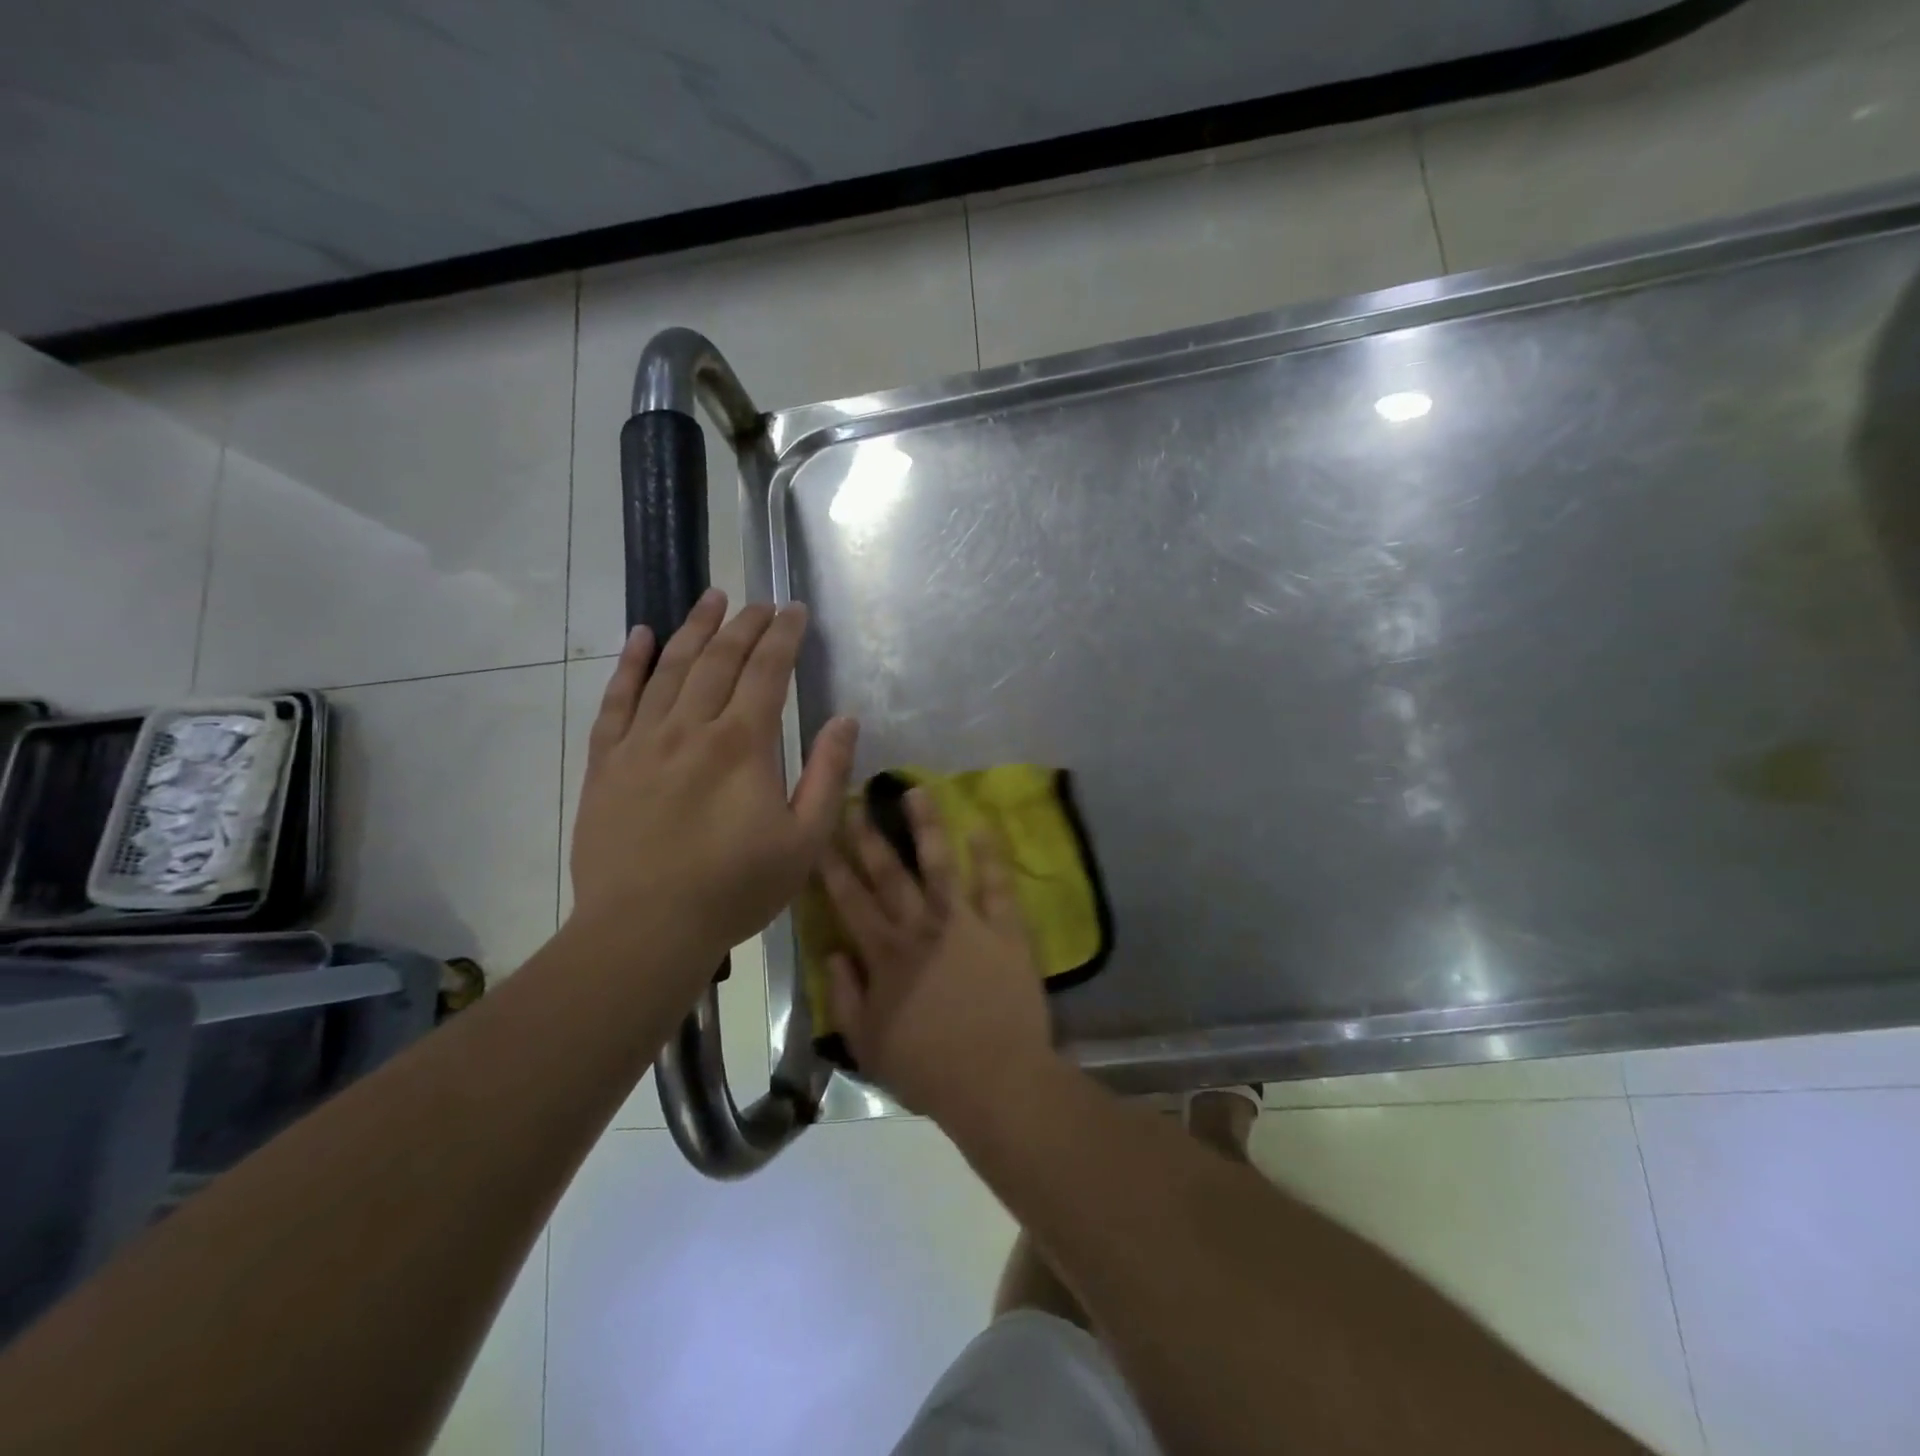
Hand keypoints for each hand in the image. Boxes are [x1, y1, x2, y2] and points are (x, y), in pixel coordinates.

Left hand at [571, 589, 857, 971]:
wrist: (645, 929)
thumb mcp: (804, 841)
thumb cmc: (735, 889)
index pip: (767, 671)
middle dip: (745, 624)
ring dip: (695, 628)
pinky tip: (641, 636)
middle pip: (720, 659)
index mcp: (743, 744)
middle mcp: (691, 727)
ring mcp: (642, 741)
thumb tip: (846, 720)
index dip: (784, 636)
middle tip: (761, 601)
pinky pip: (616, 700)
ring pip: (671, 668)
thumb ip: (827, 775)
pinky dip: (631, 664)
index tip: (795, 610)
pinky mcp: (606, 761)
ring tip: (712, 598)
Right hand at [821, 787, 1054, 1121]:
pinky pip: (997, 885)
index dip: (831, 866)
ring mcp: (965, 924)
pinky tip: (982, 826)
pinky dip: (991, 855)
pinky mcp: (1004, 930)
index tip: (819, 835)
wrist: (997, 1081)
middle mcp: (920, 928)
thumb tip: (834, 951)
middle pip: (889, 874)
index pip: (850, 901)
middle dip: (868, 836)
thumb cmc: (927, 1069)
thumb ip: (844, 996)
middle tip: (856, 800)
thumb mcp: (867, 1044)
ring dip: (926, 826)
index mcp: (885, 955)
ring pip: (940, 865)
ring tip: (915, 790)